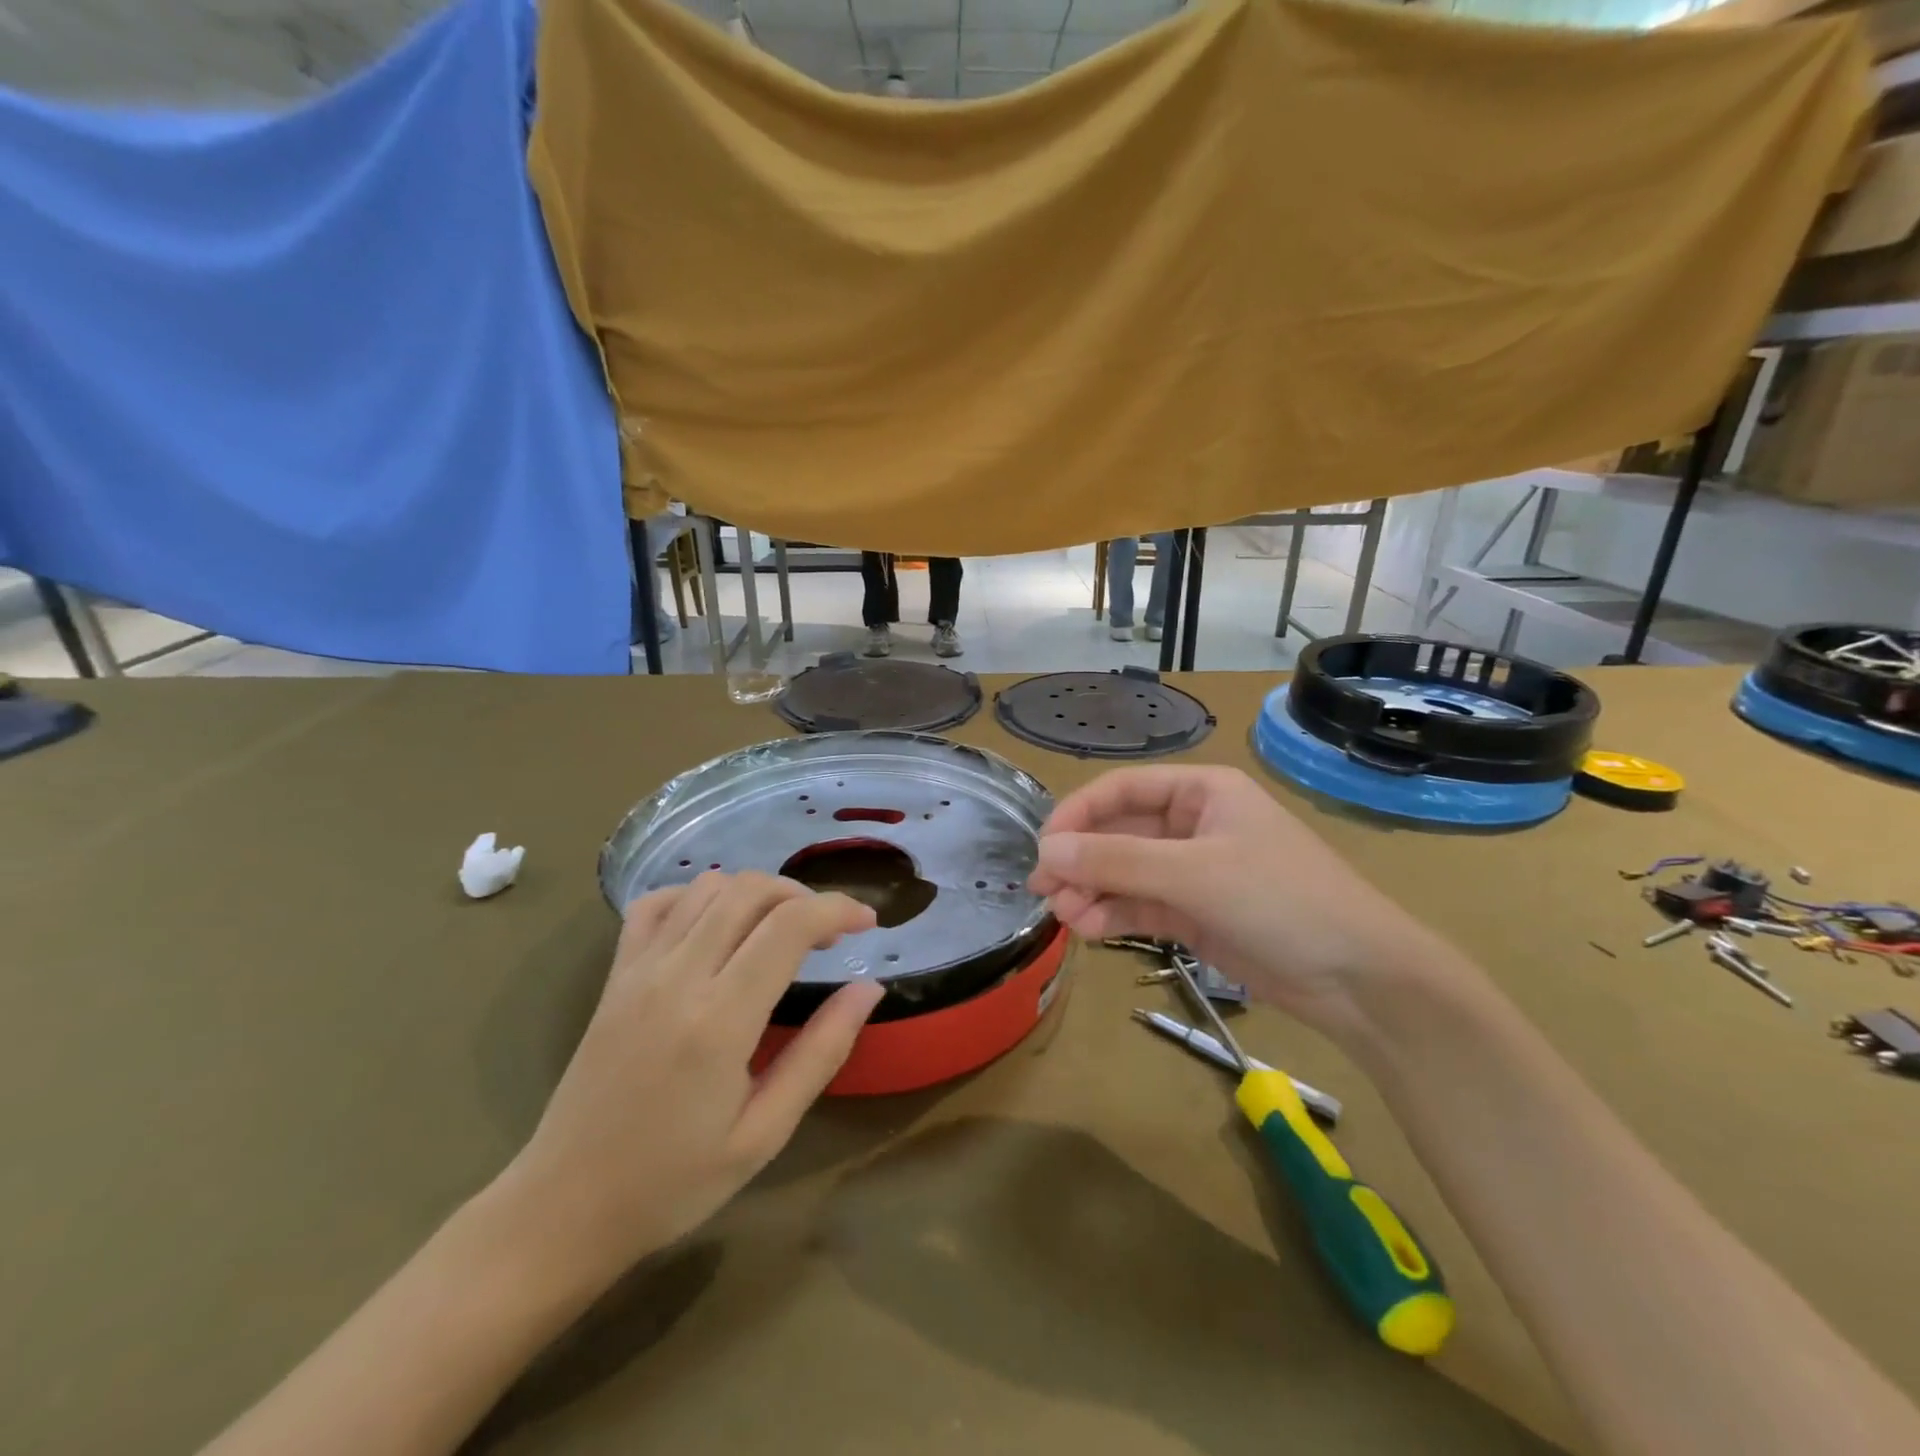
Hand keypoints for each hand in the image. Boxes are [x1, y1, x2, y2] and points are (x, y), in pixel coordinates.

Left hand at [495, 872, 880, 1286]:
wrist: (564, 1209)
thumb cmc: (673, 1182)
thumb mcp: (764, 1132)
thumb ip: (821, 1052)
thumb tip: (869, 989)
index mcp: (720, 1020)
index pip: (789, 926)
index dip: (837, 910)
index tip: (868, 923)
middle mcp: (677, 977)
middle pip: (750, 891)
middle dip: (803, 895)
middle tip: (829, 933)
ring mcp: (638, 970)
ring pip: (708, 887)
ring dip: (757, 892)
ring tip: (781, 928)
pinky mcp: (614, 975)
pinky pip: (656, 904)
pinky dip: (696, 895)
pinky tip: (717, 925)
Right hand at [1029, 766, 1443, 1039]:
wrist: (1359, 978)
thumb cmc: (1281, 900)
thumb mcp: (1195, 873)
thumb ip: (1117, 860)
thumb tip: (1046, 851)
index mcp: (1202, 792)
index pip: (1122, 789)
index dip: (1078, 813)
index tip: (1044, 846)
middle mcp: (1193, 824)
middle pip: (1118, 832)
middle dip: (1081, 859)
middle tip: (1043, 889)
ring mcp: (1193, 871)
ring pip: (1124, 872)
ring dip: (1092, 890)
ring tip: (1066, 917)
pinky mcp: (1194, 913)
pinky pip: (1140, 905)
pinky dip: (1113, 914)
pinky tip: (1089, 928)